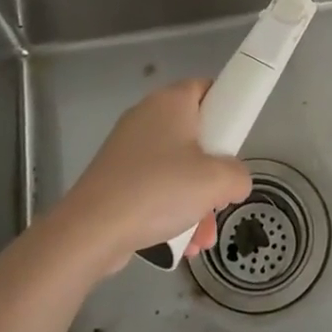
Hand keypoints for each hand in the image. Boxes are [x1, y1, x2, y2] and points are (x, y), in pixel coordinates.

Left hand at [55, 79, 252, 276]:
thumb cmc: (159, 190)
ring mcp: (128, 148)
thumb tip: (234, 181)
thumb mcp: (216, 181)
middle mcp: (147, 116)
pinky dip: (170, 210)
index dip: (227, 108)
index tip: (237, 139)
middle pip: (194, 134)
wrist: (92, 230)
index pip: (206, 88)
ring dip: (195, 201)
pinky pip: (154, 187)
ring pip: (176, 168)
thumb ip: (238, 175)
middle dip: (213, 172)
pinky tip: (180, 243)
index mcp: (171, 102)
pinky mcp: (115, 177)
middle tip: (221, 194)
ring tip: (202, 237)